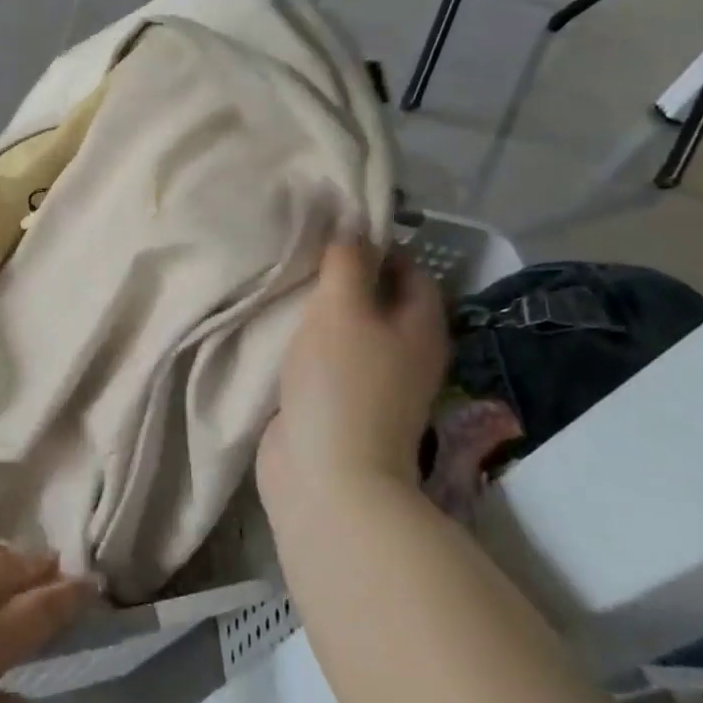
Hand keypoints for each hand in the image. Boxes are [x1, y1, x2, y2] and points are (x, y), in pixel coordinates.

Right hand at [258, 237, 450, 507]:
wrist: (328, 477)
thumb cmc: (342, 381)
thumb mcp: (343, 307)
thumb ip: (348, 261)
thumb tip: (354, 225)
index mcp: (421, 327)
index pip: (411, 270)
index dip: (378, 246)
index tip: (334, 232)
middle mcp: (407, 353)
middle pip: (380, 299)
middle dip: (346, 276)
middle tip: (305, 255)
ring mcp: (376, 383)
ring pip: (353, 330)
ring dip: (324, 310)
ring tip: (288, 284)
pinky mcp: (343, 404)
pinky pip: (330, 358)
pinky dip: (310, 341)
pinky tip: (281, 328)